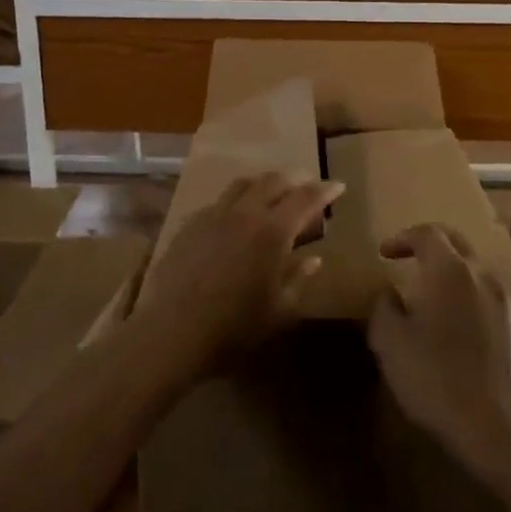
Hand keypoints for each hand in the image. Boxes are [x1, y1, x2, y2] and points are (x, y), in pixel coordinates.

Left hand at [134, 173, 343, 379]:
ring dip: (263, 183)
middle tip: (306, 188)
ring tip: (272, 194)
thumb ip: (299, 279)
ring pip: (243, 184)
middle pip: (273, 181)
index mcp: (273, 231)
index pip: (305, 197)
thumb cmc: (234, 327)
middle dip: (294, 180)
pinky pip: (219, 202)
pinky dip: (236, 201)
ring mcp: (214, 215)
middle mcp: (245, 213)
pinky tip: (235, 218)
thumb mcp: (279, 311)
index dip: (324, 189)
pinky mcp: (190, 224)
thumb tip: (314, 259)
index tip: (338, 186)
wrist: (173, 331)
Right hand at [367, 225, 510, 478]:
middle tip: (407, 258)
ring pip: (474, 271)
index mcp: (450, 270)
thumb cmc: (435, 377)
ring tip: (429, 295)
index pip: (428, 234)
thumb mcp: (389, 341)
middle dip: (430, 245)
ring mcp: (505, 301)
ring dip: (450, 273)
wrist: (496, 426)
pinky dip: (467, 297)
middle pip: (456, 244)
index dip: (403, 238)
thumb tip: (391, 293)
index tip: (384, 253)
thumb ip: (384, 307)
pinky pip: (487, 297)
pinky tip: (455, 326)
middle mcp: (482, 275)